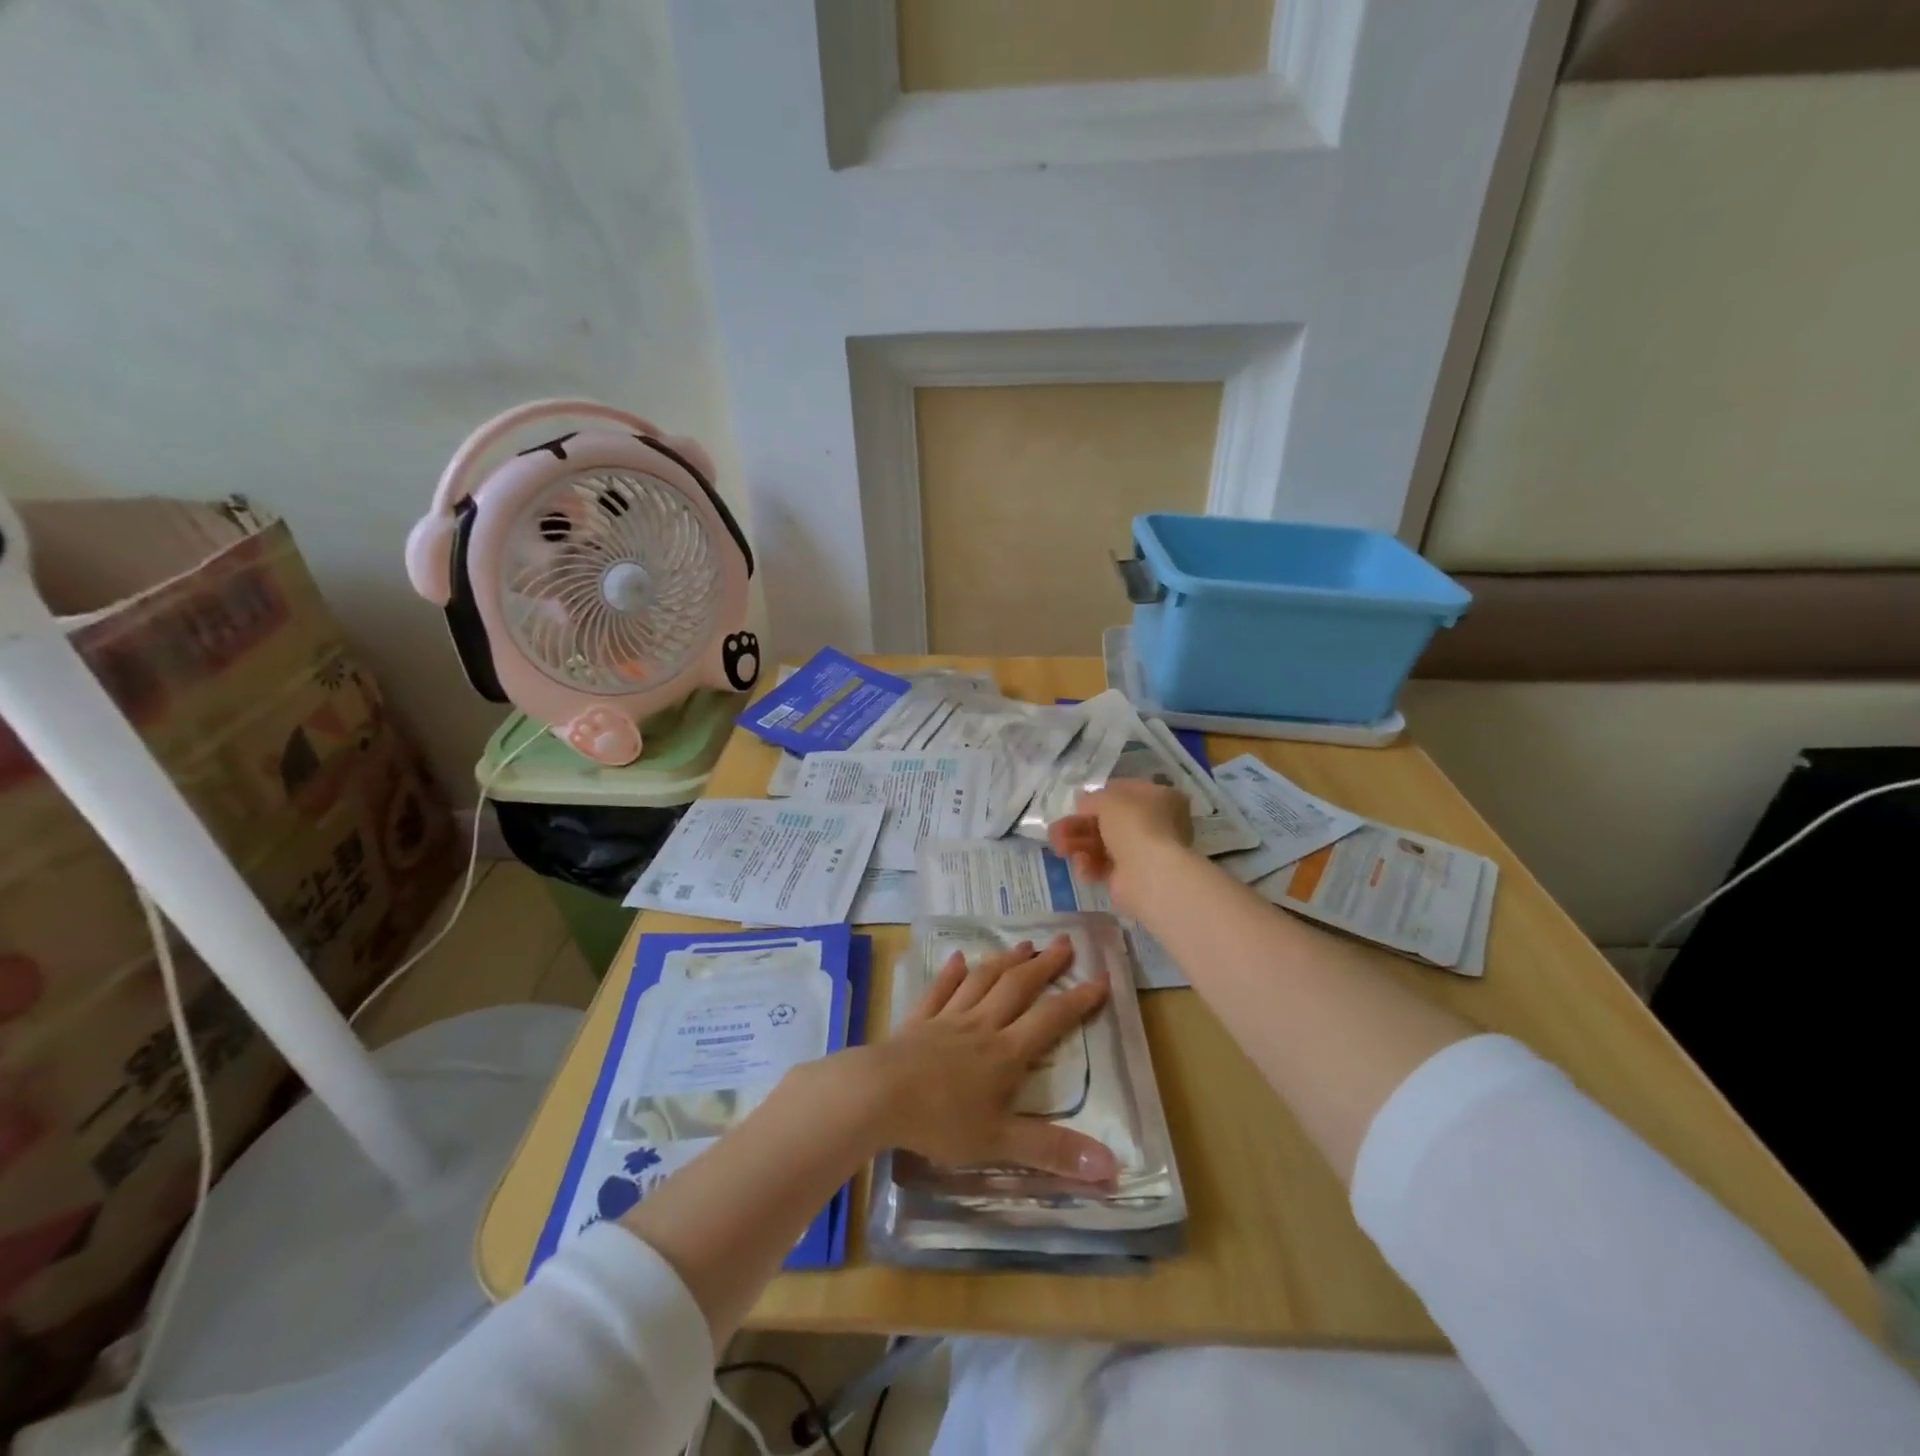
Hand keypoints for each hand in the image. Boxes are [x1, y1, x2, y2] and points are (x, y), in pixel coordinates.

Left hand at [854, 936, 1116, 1181]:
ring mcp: (947, 1019)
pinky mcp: (917, 1021)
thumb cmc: (941, 1120)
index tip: (1101, 978)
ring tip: (1023, 945)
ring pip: (982, 981)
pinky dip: (950, 974)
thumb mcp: (1000, 1143)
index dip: (1078, 1000)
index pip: (1050, 1020)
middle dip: (1044, 965)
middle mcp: (981, 1026)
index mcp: (1005, 1053)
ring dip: (1005, 961)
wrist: (878, 1095)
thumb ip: (1053, 1152)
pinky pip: (938, 991)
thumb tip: (1112, 1167)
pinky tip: (957, 959)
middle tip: (1065, 942)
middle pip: (1017, 988)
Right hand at [1048, 780, 1193, 917]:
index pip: (1123, 792)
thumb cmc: (1135, 825)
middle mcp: (1156, 824)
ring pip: (1103, 844)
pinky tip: (1081, 866)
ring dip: (1077, 844)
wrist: (1151, 873)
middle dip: (1079, 825)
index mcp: (1159, 798)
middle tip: (1055, 830)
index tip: (1076, 804)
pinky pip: (1104, 867)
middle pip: (1109, 821)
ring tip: (1059, 848)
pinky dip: (1089, 865)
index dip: (1097, 797)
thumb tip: (1084, 802)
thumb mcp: (1108, 799)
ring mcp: (1144, 852)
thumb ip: (1092, 798)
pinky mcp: (1131, 878)